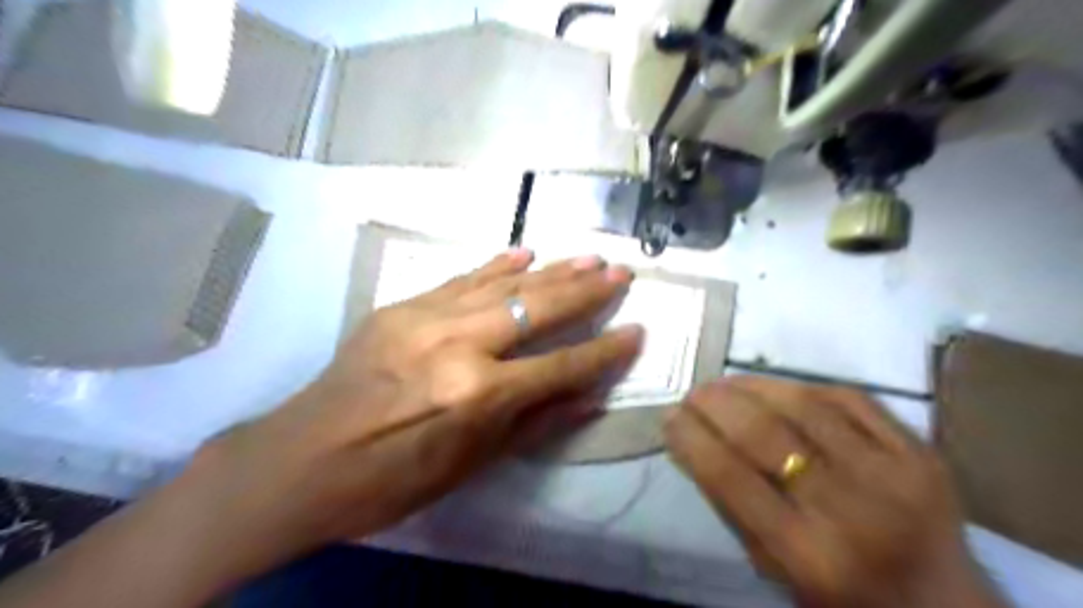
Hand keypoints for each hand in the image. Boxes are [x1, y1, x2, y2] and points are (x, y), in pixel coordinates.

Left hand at [194, 250, 640, 552]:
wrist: (302, 460)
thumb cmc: (393, 478)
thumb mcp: (471, 465)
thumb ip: (535, 424)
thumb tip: (589, 397)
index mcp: (478, 395)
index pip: (561, 366)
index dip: (604, 351)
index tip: (636, 331)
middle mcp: (459, 346)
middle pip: (538, 309)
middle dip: (586, 291)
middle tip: (620, 271)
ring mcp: (426, 318)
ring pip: (505, 285)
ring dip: (551, 270)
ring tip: (588, 256)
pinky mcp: (401, 307)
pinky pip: (460, 279)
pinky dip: (496, 266)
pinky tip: (524, 252)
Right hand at [665, 377, 1012, 605]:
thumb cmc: (843, 598)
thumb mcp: (774, 570)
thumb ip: (733, 508)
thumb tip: (693, 444)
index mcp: (810, 555)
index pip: (730, 476)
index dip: (691, 437)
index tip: (669, 416)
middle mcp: (851, 509)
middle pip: (765, 433)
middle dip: (716, 403)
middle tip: (693, 393)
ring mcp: (894, 474)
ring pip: (805, 405)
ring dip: (753, 385)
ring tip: (726, 383)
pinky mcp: (921, 451)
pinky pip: (851, 398)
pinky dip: (804, 386)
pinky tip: (777, 387)